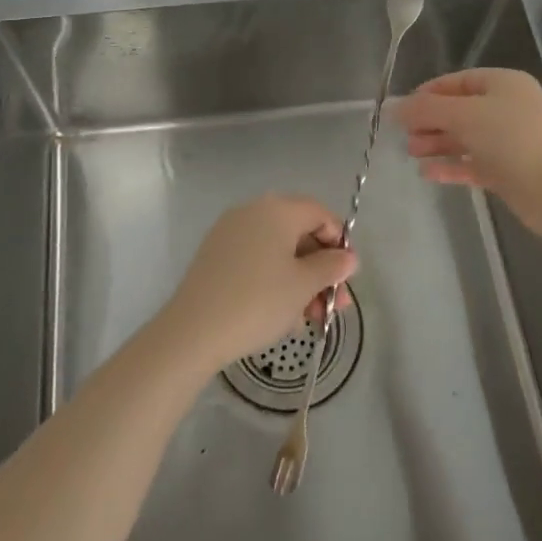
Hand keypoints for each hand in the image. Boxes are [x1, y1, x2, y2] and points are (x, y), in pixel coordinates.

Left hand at [159, 195, 358, 374]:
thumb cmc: (258, 301)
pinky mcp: (215, 255)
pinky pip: (256, 259)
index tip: (348, 277)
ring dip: (300, 279)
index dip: (339, 242)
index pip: (320, 214)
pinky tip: (282, 313)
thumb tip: (348, 257)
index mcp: (278, 209)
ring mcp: (230, 232)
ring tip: (310, 318)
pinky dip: (274, 279)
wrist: (193, 330)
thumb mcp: (303, 286)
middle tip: (335, 305)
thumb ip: (331, 267)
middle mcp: (253, 211)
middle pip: (299, 232)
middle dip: (321, 268)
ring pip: (277, 250)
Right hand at [393, 68, 541, 237]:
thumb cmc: (513, 140)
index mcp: (503, 84)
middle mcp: (508, 108)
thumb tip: (394, 106)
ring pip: (466, 138)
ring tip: (412, 153)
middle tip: (404, 135)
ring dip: (438, 143)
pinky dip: (451, 166)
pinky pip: (474, 163)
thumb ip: (427, 110)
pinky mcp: (510, 172)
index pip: (459, 81)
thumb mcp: (465, 116)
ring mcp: (510, 141)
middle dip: (430, 121)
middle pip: (460, 110)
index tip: (403, 108)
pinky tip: (428, 174)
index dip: (429, 92)